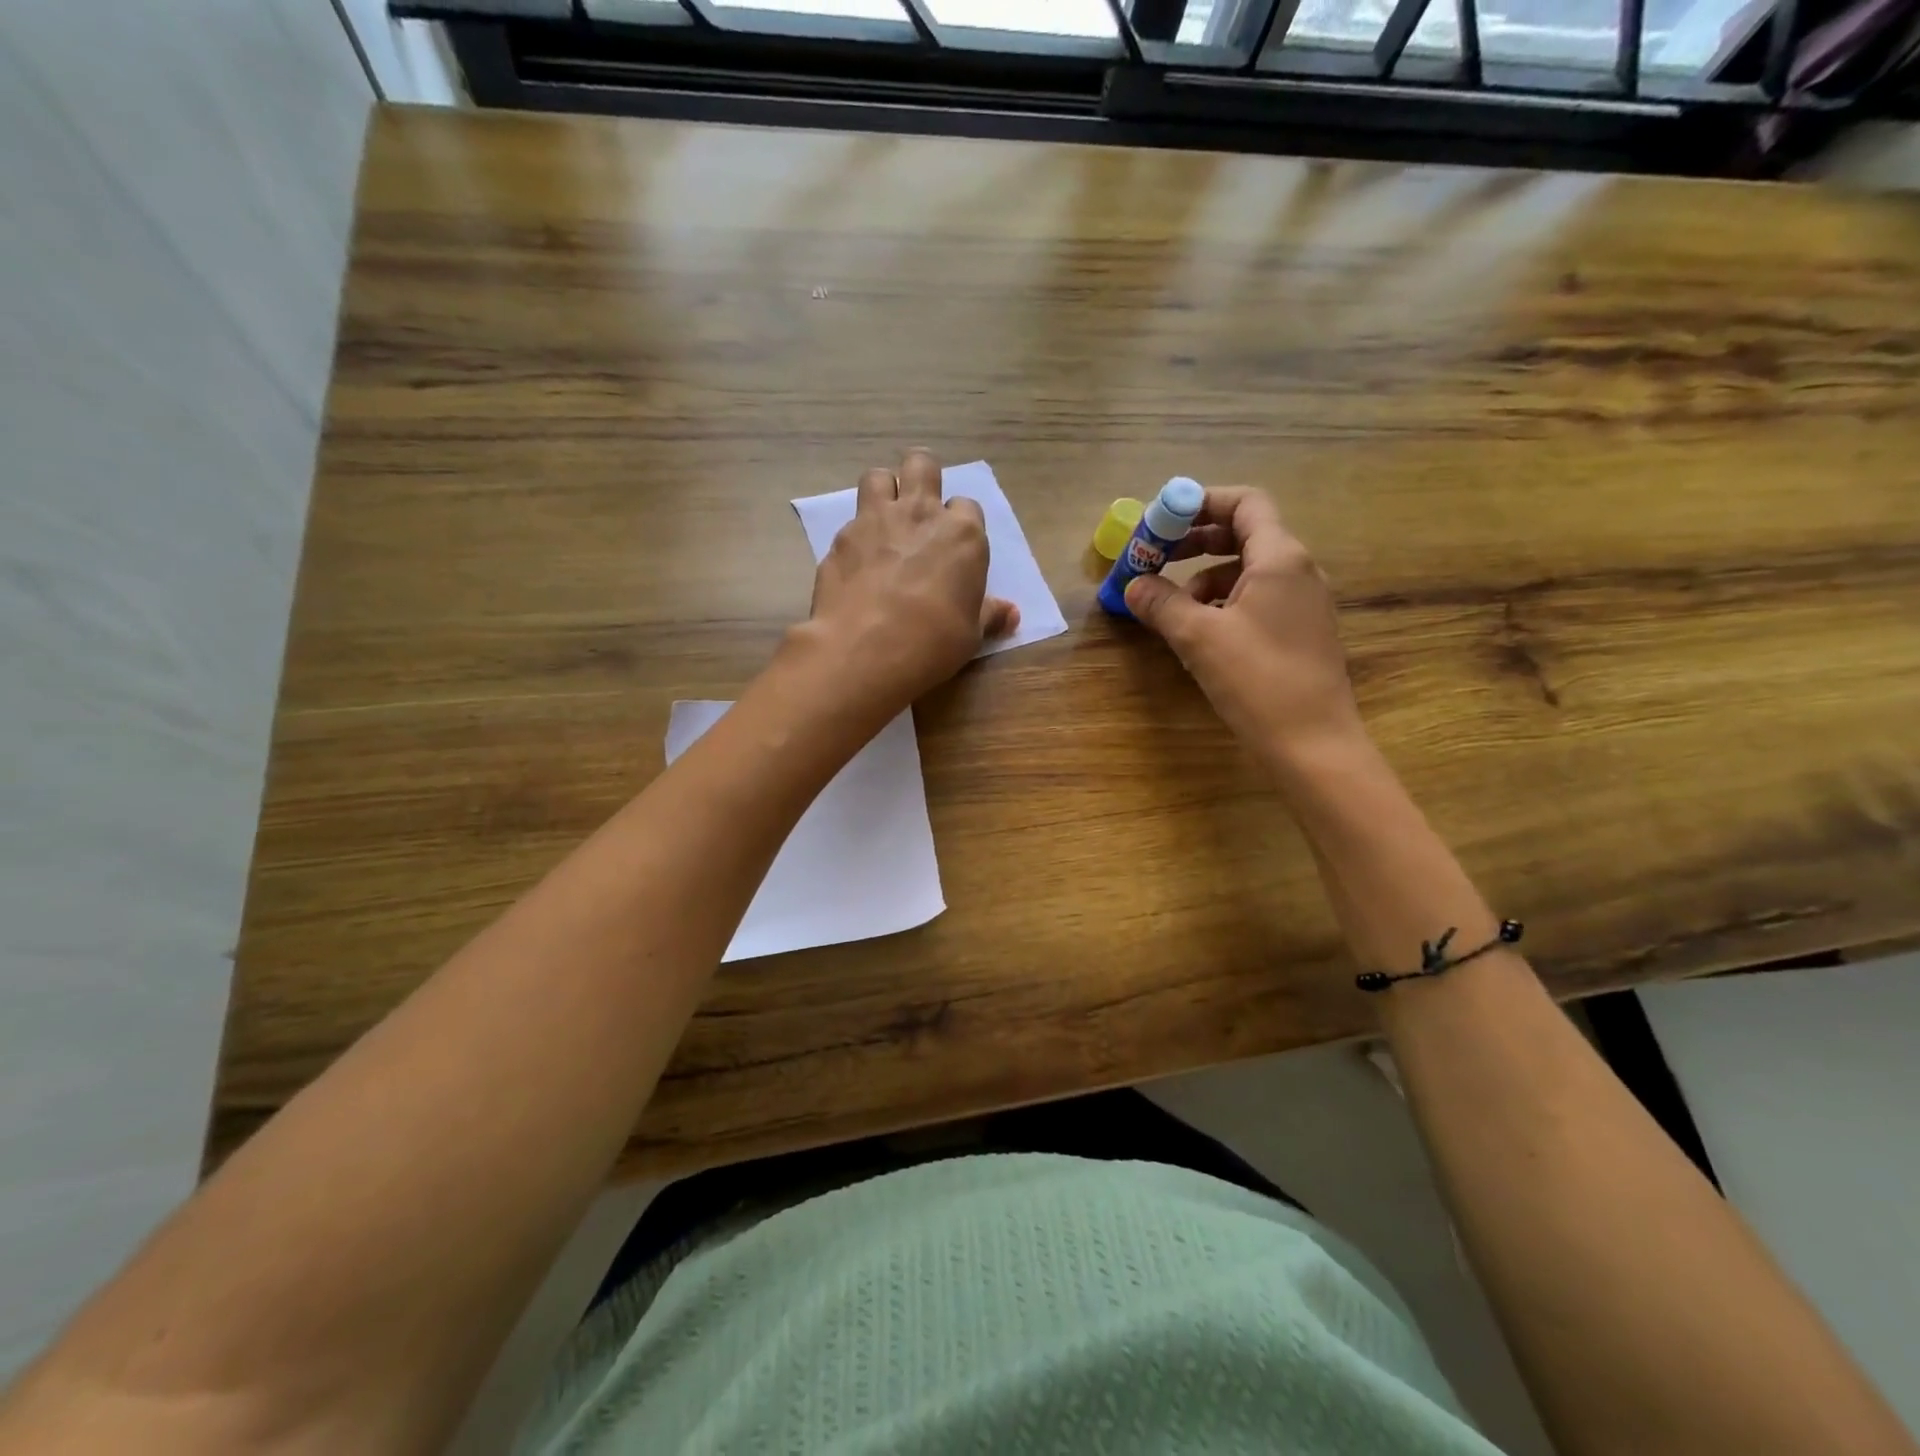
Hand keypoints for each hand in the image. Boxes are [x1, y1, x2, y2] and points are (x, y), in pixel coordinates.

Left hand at [802, 449, 1018, 704]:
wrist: (865, 648)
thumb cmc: (932, 641)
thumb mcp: (971, 634)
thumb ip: (989, 615)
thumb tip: (1011, 613)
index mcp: (962, 534)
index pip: (967, 507)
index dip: (961, 525)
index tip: (955, 548)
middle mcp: (920, 514)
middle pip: (922, 466)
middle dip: (922, 478)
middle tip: (918, 510)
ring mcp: (875, 521)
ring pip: (878, 477)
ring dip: (883, 492)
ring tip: (883, 522)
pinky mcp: (840, 538)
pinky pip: (850, 522)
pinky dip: (855, 536)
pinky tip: (855, 564)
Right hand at [1124, 487, 1364, 761]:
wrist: (1313, 744)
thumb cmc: (1257, 680)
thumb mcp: (1198, 638)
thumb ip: (1162, 604)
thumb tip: (1133, 585)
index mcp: (1280, 558)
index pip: (1245, 503)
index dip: (1201, 502)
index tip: (1162, 521)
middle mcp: (1298, 570)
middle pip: (1244, 534)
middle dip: (1196, 541)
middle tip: (1157, 558)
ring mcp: (1303, 603)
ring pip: (1248, 570)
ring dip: (1205, 577)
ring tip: (1173, 607)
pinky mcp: (1299, 632)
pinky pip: (1257, 599)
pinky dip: (1224, 602)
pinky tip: (1201, 632)